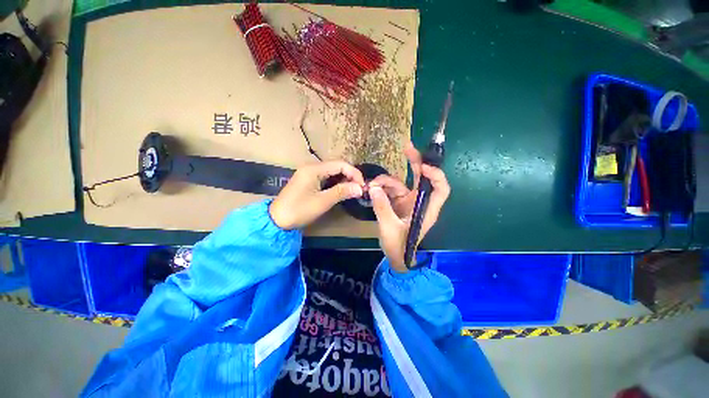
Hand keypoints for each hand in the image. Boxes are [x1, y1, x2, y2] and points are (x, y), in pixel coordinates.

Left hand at [269, 161, 364, 229]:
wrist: (277, 220)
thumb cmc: (299, 210)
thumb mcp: (322, 201)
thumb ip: (342, 192)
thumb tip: (360, 188)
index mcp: (314, 169)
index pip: (340, 164)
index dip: (354, 173)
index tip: (362, 186)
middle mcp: (312, 167)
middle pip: (336, 166)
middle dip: (350, 176)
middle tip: (359, 189)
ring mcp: (309, 173)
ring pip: (332, 172)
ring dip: (344, 179)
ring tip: (353, 190)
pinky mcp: (308, 180)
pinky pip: (326, 177)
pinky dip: (336, 183)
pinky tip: (342, 190)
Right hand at [368, 142, 450, 271]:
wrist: (396, 258)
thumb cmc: (399, 247)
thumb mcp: (389, 228)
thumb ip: (382, 207)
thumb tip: (373, 189)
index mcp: (426, 209)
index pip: (440, 189)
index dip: (435, 175)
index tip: (423, 166)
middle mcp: (419, 202)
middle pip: (422, 178)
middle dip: (415, 162)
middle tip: (407, 147)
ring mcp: (407, 202)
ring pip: (399, 184)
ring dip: (385, 182)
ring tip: (371, 186)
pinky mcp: (397, 203)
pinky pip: (390, 191)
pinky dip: (381, 189)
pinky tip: (371, 190)